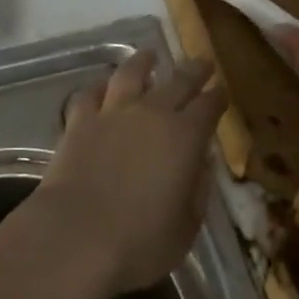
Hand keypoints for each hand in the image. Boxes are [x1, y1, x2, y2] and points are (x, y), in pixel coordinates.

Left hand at [30, 50, 227, 294]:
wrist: (76, 236)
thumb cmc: (139, 243)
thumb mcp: (185, 228)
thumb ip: (197, 192)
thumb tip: (200, 165)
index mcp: (185, 137)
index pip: (209, 107)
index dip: (218, 97)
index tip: (222, 91)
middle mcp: (152, 113)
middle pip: (178, 81)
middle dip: (193, 70)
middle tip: (202, 61)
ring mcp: (112, 113)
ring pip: (131, 74)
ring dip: (143, 62)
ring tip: (149, 55)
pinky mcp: (79, 121)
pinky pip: (91, 93)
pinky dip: (100, 85)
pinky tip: (103, 85)